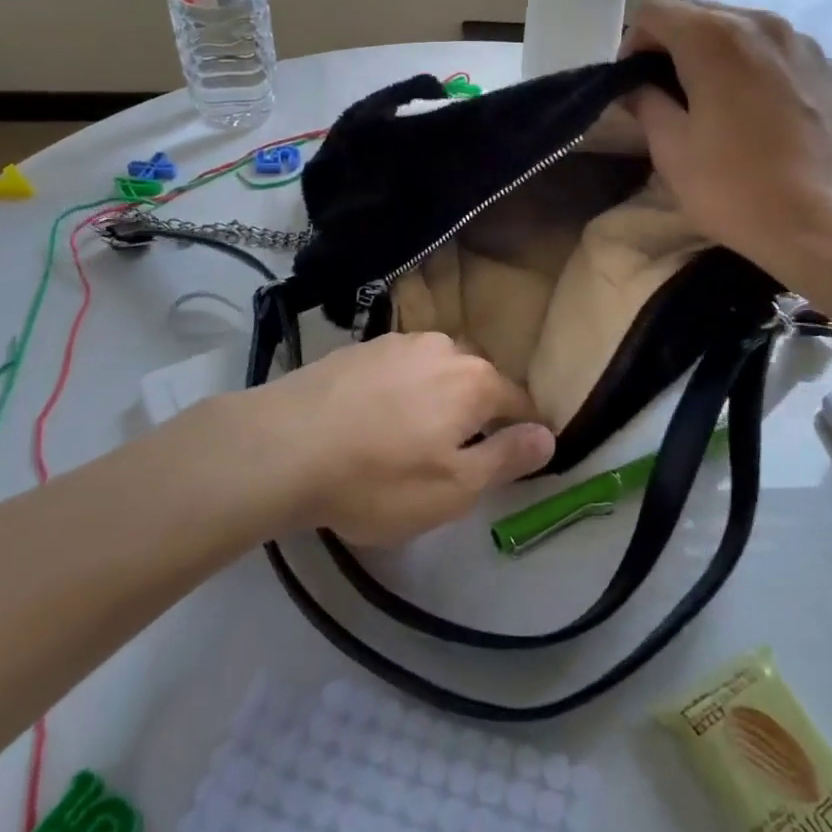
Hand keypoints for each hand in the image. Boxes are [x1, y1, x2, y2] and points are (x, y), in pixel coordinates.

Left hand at [248, 333, 554, 545]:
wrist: (282, 447)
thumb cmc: (378, 478)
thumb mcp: (453, 488)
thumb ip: (506, 458)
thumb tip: (549, 435)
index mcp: (474, 380)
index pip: (519, 401)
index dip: (525, 429)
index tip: (518, 454)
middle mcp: (441, 348)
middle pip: (476, 380)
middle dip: (479, 412)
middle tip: (460, 453)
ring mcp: (395, 343)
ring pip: (435, 371)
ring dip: (436, 398)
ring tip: (414, 436)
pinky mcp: (357, 349)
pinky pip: (397, 370)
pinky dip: (400, 392)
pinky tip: (375, 419)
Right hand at [621, 0, 831, 290]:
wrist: (823, 225)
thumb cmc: (734, 189)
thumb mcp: (672, 151)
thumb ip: (647, 104)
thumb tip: (637, 87)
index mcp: (715, 39)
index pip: (656, 11)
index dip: (634, 43)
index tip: (633, 84)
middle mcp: (763, 25)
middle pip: (702, 15)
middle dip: (675, 46)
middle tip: (667, 94)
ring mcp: (807, 45)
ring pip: (746, 31)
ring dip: (720, 56)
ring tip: (717, 103)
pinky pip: (783, 56)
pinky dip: (761, 71)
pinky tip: (763, 116)